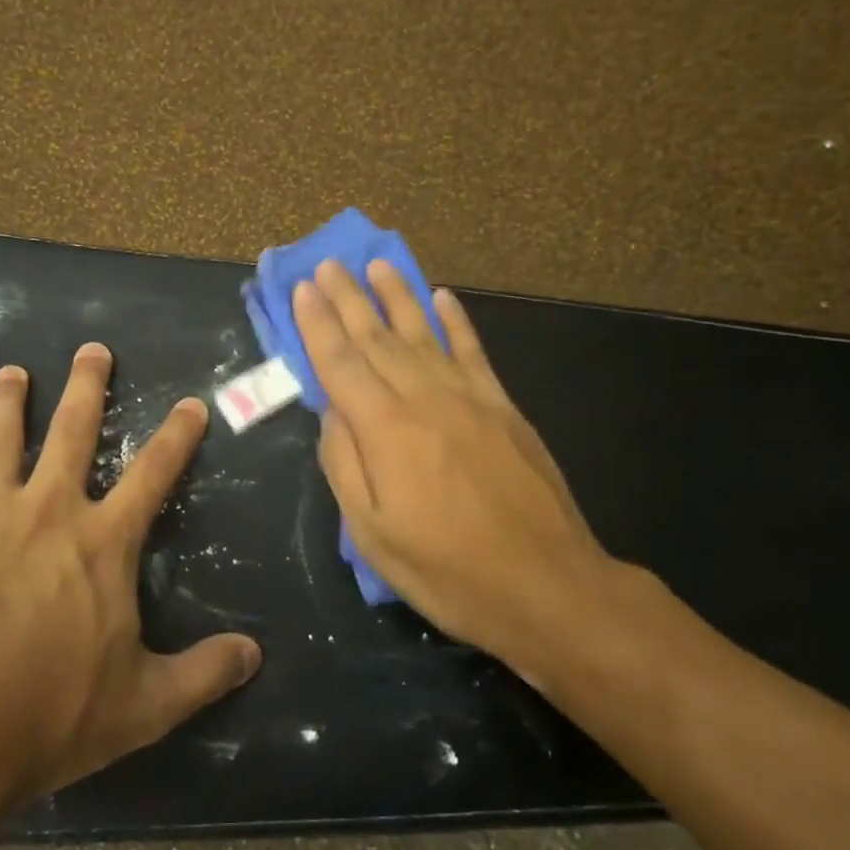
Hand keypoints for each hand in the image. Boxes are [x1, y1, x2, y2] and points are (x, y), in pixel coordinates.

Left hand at [0, 344, 262, 805]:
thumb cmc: (53, 712)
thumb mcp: (145, 704)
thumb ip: (203, 674)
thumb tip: (255, 655)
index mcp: (103, 542)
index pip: (153, 474)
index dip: (176, 437)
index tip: (190, 403)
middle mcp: (47, 512)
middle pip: (71, 433)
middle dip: (86, 388)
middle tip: (91, 350)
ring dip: (6, 404)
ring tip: (10, 373)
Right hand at [293, 260, 651, 679]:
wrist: (547, 585)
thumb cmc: (447, 571)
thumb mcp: (372, 534)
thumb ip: (344, 465)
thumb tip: (330, 412)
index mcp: (385, 430)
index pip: (340, 363)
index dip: (317, 324)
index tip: (302, 288)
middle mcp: (424, 399)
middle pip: (376, 338)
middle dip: (347, 298)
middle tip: (327, 264)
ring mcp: (469, 398)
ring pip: (423, 333)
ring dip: (397, 295)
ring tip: (377, 264)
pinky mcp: (503, 407)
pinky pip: (473, 351)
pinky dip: (455, 322)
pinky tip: (442, 298)